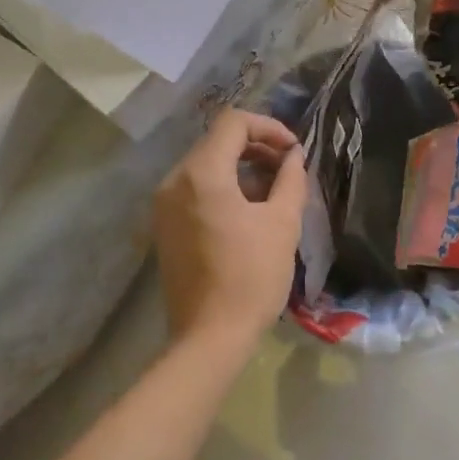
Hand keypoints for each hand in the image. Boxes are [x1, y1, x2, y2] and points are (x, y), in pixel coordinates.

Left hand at [154, 109, 307, 348]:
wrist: (210, 336)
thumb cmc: (252, 276)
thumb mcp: (283, 223)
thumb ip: (291, 179)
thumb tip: (294, 157)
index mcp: (202, 174)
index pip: (233, 123)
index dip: (269, 128)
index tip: (294, 151)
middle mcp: (174, 181)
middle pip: (217, 142)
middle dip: (257, 148)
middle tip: (289, 169)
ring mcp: (164, 205)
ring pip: (206, 166)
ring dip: (242, 168)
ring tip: (274, 192)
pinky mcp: (164, 226)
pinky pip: (195, 190)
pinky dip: (224, 188)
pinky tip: (250, 212)